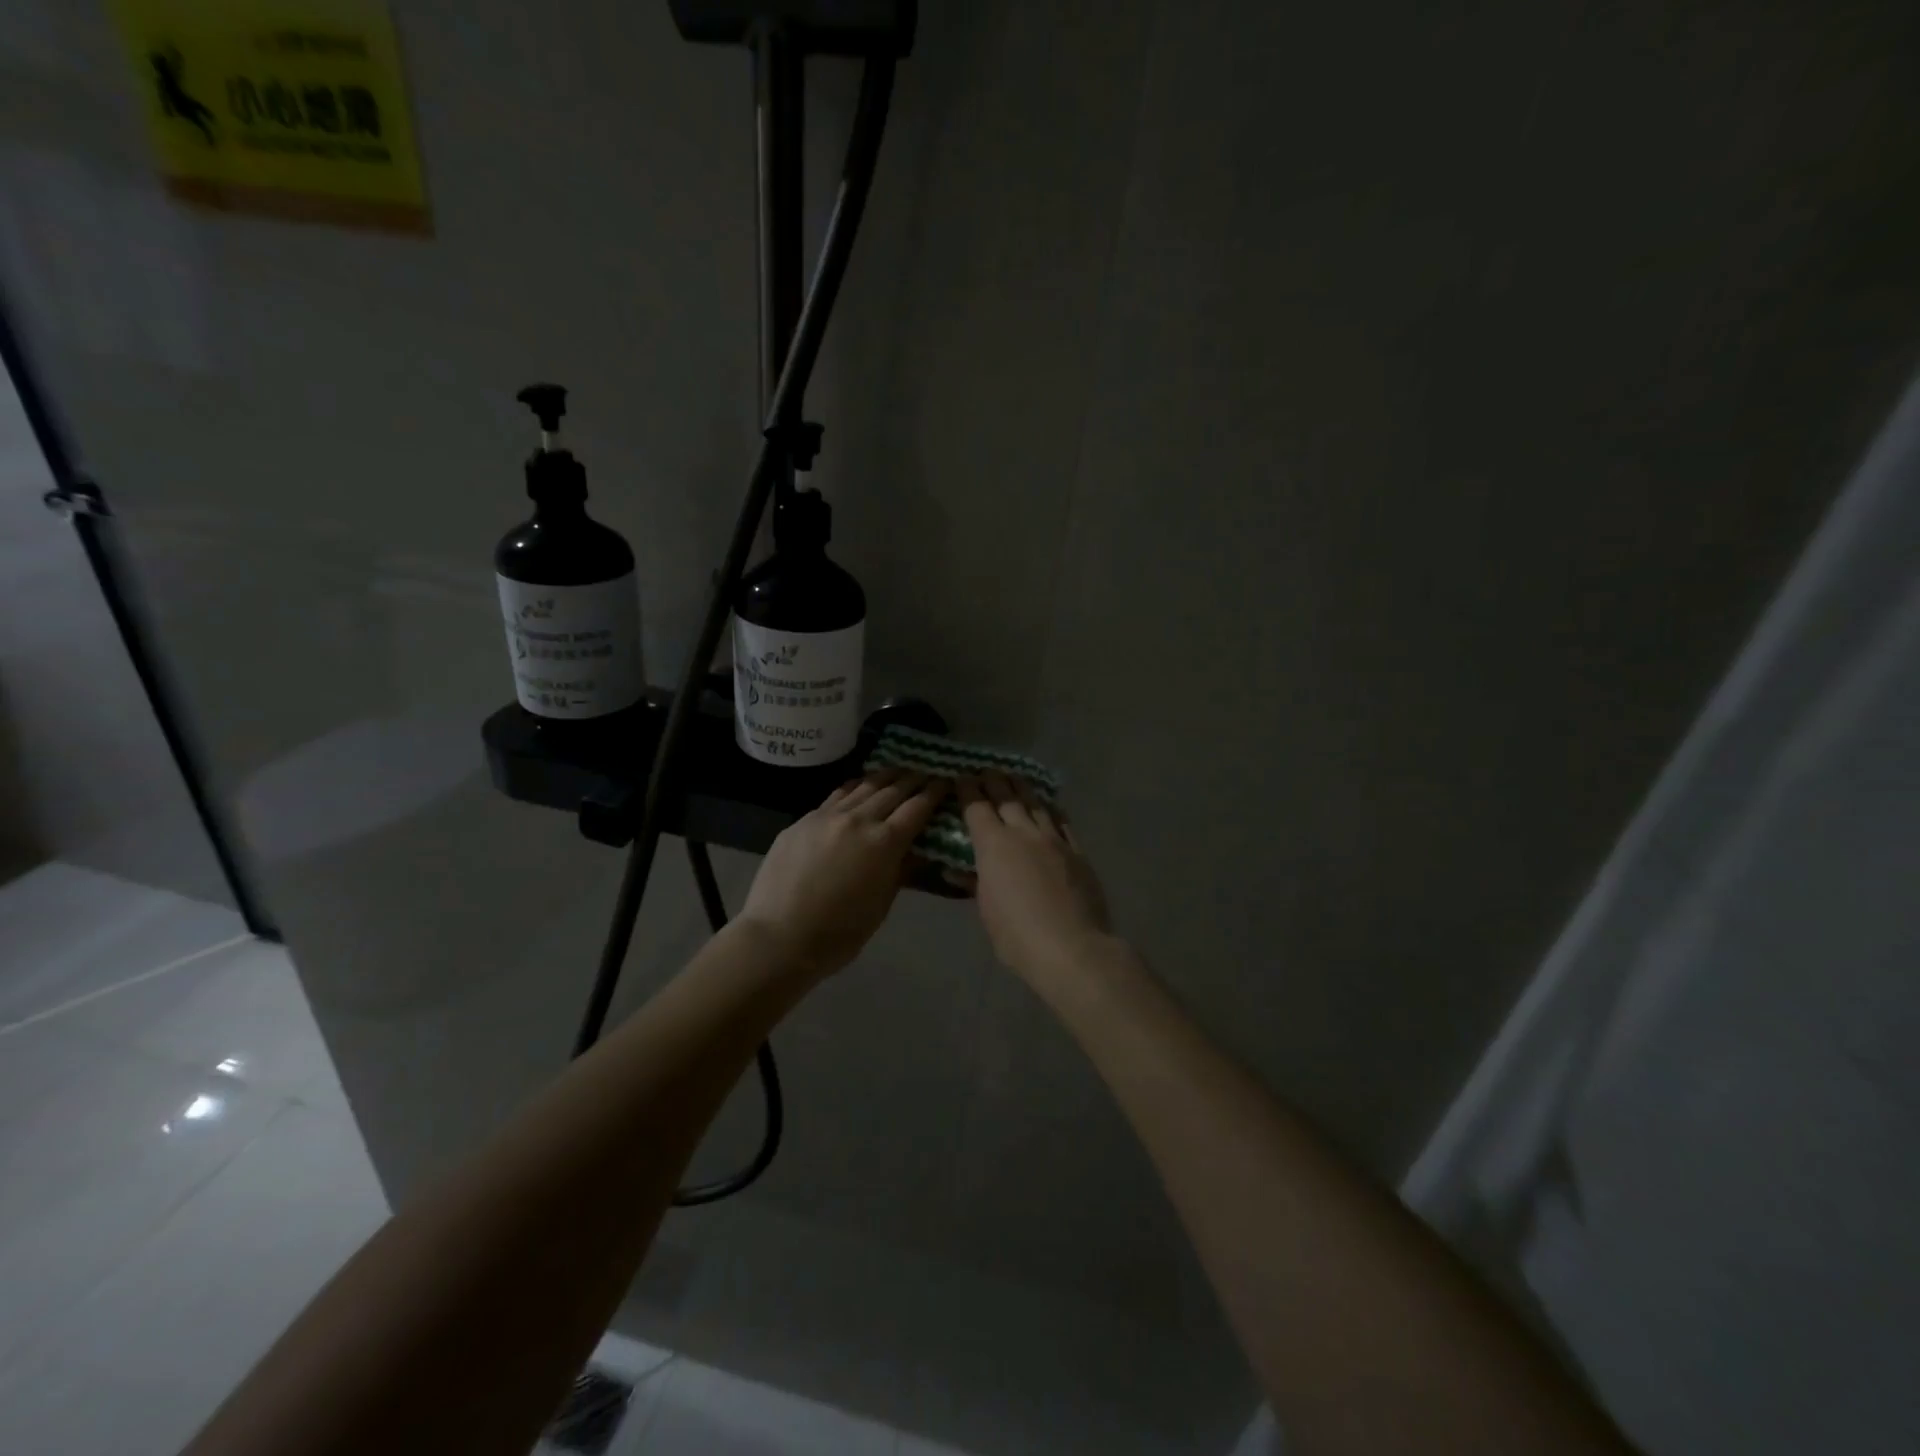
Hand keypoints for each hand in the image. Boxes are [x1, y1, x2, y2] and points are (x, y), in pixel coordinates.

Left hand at [739, 770, 947, 975]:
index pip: (917, 807)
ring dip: (885, 777)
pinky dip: (855, 787)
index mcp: (884, 843)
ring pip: (863, 786)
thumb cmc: (839, 933)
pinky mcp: (803, 820)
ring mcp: (827, 816)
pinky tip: (859, 786)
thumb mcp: (881, 906)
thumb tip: (915, 850)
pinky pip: (837, 795)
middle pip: (893, 790)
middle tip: (927, 772)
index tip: (946, 782)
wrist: (779, 937)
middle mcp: (858, 819)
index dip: (935, 792)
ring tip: (898, 771)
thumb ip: (900, 871)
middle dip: (914, 779)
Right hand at [958, 774, 1115, 982]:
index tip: (961, 776)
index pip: (976, 807)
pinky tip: (1048, 805)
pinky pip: (1061, 821)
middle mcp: (1023, 833)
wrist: (1072, 948)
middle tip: (986, 769)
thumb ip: (976, 883)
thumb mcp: (987, 911)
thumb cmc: (1017, 936)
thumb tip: (960, 871)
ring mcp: (1054, 839)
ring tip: (1014, 777)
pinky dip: (1050, 809)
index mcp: (994, 846)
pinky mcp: (1077, 851)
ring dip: (1022, 787)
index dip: (967, 789)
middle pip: (1006, 797)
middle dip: (993, 780)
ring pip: (1036, 803)